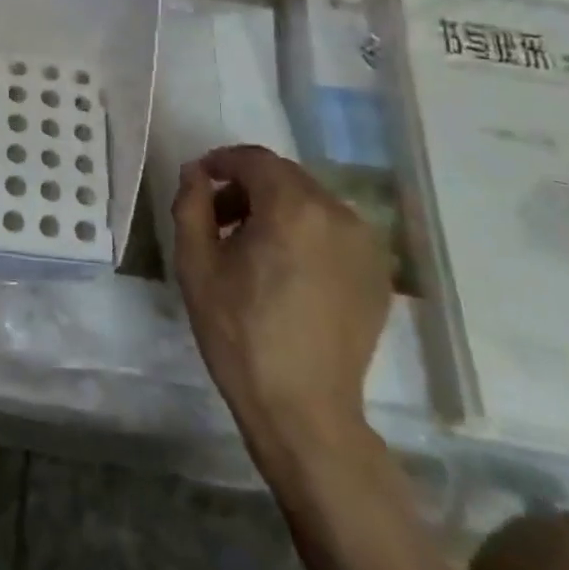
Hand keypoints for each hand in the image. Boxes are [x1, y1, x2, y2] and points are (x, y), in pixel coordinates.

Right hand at [171, 146, 391, 440]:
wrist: (303, 409)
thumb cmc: (240, 333)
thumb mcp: (196, 264)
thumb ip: (191, 204)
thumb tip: (196, 173)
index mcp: (293, 207)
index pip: (255, 160)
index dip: (222, 162)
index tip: (200, 180)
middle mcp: (338, 214)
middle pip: (285, 177)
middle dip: (247, 186)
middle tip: (218, 218)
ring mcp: (365, 245)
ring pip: (311, 202)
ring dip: (277, 208)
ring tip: (251, 247)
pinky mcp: (377, 274)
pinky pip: (334, 231)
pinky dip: (305, 232)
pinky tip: (285, 270)